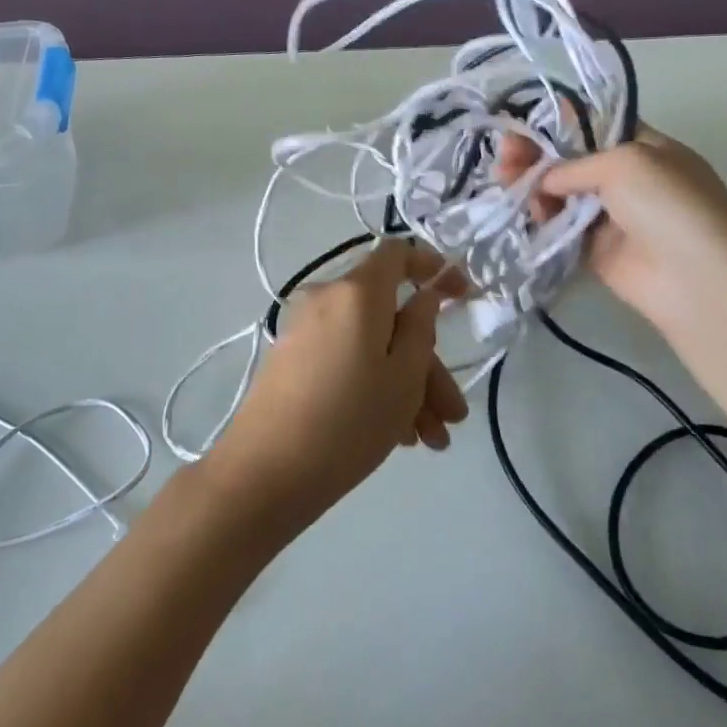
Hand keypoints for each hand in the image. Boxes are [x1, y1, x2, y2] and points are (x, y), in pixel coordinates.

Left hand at [203, 239, 469, 532]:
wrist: (264, 472)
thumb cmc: (347, 421)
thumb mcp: (403, 377)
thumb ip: (421, 327)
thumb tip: (423, 296)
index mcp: (356, 291)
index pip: (397, 253)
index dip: (433, 268)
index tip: (462, 296)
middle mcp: (326, 299)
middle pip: (389, 315)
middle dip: (427, 364)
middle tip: (452, 415)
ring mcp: (305, 331)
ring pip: (370, 345)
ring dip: (406, 386)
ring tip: (431, 441)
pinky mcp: (292, 361)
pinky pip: (346, 359)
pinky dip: (374, 386)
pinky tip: (399, 436)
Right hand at [502, 126, 726, 340]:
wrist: (698, 281)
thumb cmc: (669, 205)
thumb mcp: (625, 162)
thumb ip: (575, 164)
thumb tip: (544, 179)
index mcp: (644, 148)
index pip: (594, 128)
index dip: (558, 125)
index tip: (523, 126)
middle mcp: (627, 179)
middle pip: (571, 161)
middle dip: (537, 155)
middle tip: (504, 155)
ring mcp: (612, 217)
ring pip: (562, 195)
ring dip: (533, 186)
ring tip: (506, 182)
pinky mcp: (596, 252)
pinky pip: (561, 229)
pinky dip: (541, 219)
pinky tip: (523, 211)